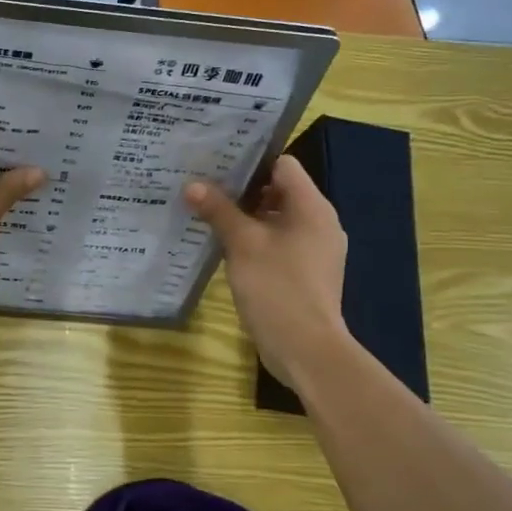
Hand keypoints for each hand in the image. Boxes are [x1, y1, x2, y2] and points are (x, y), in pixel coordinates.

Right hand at [185, 156, 351, 391]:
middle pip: (279, 191)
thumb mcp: (242, 244)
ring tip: (208, 214)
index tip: (217, 165)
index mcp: (312, 207)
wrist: (306, 348)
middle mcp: (319, 223)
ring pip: (277, 219)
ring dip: (246, 217)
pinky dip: (255, 241)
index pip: (283, 165)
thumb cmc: (277, 287)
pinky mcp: (306, 272)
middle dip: (242, 190)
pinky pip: (279, 243)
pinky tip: (226, 247)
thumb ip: (218, 211)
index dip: (251, 162)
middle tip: (204, 187)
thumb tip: (191, 185)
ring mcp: (315, 250)